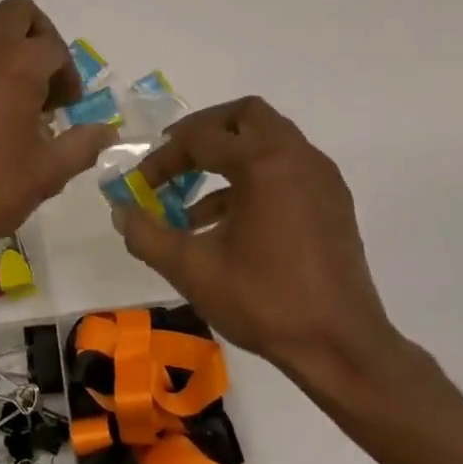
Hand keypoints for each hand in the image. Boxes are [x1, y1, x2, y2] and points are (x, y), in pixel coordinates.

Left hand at [0, 0, 116, 267]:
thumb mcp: (48, 172)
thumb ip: (82, 145)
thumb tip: (107, 132)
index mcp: (18, 64)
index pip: (55, 49)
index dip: (69, 77)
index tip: (68, 110)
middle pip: (18, 12)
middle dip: (40, 37)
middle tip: (45, 80)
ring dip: (6, 39)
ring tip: (14, 85)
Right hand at [114, 97, 410, 397]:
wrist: (342, 347)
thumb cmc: (265, 301)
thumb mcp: (192, 269)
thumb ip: (147, 235)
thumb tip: (120, 211)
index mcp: (264, 163)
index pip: (201, 138)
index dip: (164, 157)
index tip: (141, 184)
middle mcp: (297, 157)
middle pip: (245, 117)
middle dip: (204, 132)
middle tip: (176, 158)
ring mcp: (321, 178)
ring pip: (268, 141)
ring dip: (228, 158)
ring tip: (192, 203)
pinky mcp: (333, 202)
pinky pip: (286, 169)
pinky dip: (254, 179)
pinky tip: (228, 224)